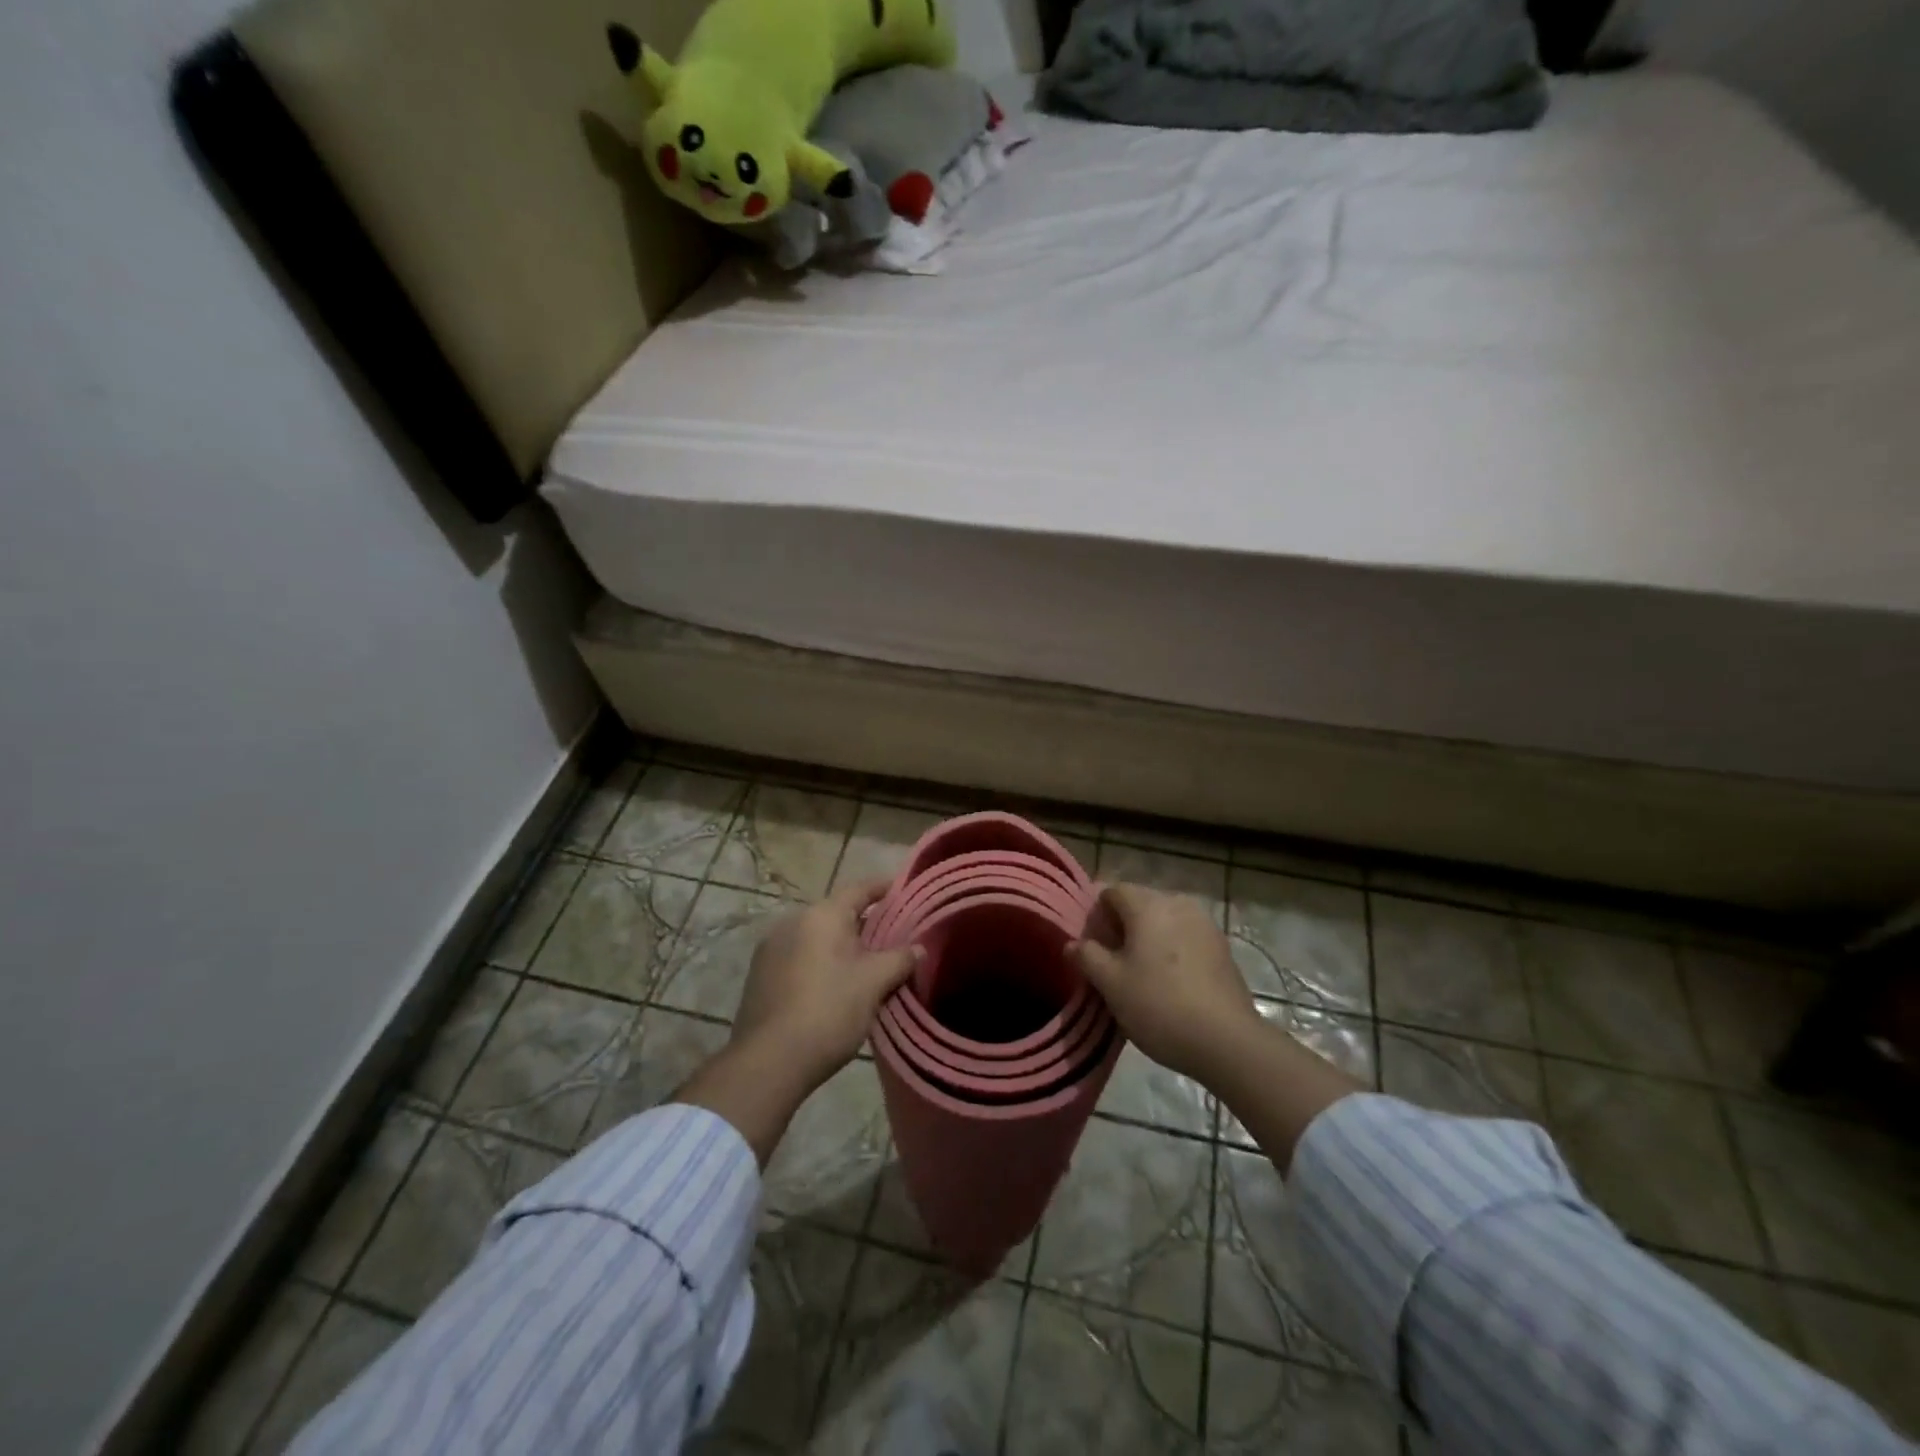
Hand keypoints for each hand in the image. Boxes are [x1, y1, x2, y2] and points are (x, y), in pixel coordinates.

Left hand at [732, 877, 922, 1090]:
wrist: (769, 1062)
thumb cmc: (829, 1011)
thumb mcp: (874, 983)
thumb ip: (900, 959)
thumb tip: (918, 948)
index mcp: (822, 915)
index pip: (859, 889)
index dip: (884, 888)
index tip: (904, 892)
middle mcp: (793, 922)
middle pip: (837, 914)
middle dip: (865, 925)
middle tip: (893, 939)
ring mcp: (771, 949)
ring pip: (817, 938)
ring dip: (841, 947)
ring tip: (867, 967)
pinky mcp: (760, 976)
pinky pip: (800, 958)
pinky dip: (821, 964)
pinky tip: (835, 987)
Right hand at [1069, 884, 1258, 1082]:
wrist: (1227, 1041)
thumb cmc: (1159, 1005)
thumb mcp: (1110, 984)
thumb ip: (1087, 956)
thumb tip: (1072, 944)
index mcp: (1148, 905)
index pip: (1112, 892)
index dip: (1096, 916)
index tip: (1092, 948)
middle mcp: (1178, 903)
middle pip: (1139, 904)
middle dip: (1121, 927)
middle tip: (1111, 964)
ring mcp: (1205, 924)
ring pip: (1164, 921)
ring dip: (1148, 939)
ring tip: (1140, 975)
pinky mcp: (1222, 947)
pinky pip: (1185, 937)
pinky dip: (1172, 950)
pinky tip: (1169, 983)